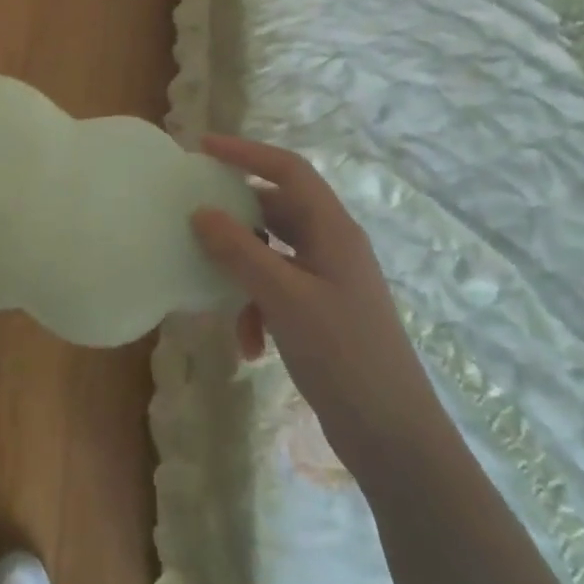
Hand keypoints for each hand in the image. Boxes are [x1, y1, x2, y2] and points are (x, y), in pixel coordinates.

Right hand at [190, 135, 450, 475]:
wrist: (392, 435)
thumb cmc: (343, 355)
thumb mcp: (284, 298)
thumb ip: (240, 252)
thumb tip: (201, 212)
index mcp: (333, 230)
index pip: (288, 171)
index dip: (246, 153)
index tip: (202, 148)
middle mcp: (331, 247)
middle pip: (275, 210)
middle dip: (235, 217)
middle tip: (191, 217)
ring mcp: (326, 281)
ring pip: (270, 254)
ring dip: (241, 272)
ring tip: (216, 295)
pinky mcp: (319, 312)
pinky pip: (276, 291)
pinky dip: (256, 309)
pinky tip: (249, 346)